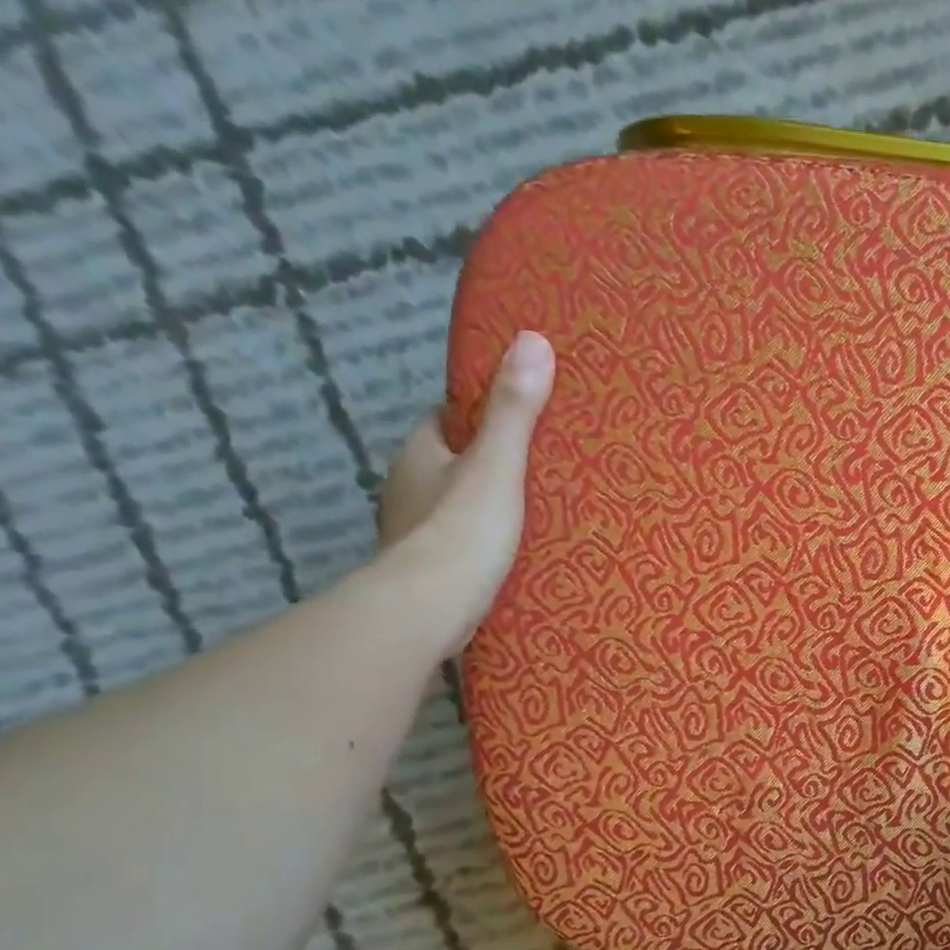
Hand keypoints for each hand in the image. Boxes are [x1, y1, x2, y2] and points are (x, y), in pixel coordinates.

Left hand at [376, 330, 555, 656]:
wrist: (427, 610)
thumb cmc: (461, 530)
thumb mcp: (497, 465)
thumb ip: (515, 411)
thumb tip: (533, 339)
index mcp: (418, 454)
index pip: (446, 419)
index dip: (480, 415)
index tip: (522, 418)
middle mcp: (407, 488)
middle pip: (452, 463)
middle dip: (489, 463)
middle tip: (542, 467)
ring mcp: (414, 533)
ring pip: (455, 506)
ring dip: (485, 506)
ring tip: (539, 512)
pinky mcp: (429, 571)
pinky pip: (461, 542)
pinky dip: (483, 542)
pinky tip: (515, 553)